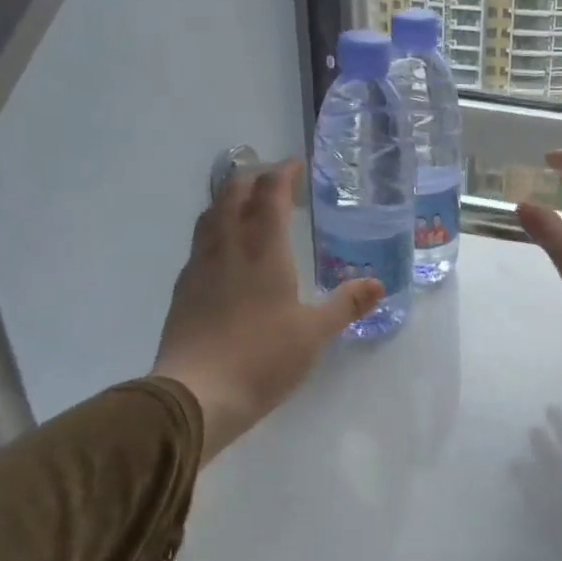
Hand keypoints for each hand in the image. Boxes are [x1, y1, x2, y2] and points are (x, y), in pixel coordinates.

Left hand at [153, 160, 380, 463]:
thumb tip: (378, 284)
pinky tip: (224, 252)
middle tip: (272, 180)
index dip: (282, 174)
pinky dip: (215, 230)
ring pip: (210, 216)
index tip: (295, 165)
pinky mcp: (183, 290)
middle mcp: (228, 249)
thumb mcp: (315, 333)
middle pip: (232, 195)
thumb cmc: (263, 358)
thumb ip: (346, 304)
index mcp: (263, 251)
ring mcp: (200, 268)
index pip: (269, 196)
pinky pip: (200, 244)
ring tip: (245, 205)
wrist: (196, 395)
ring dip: (228, 200)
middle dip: (251, 178)